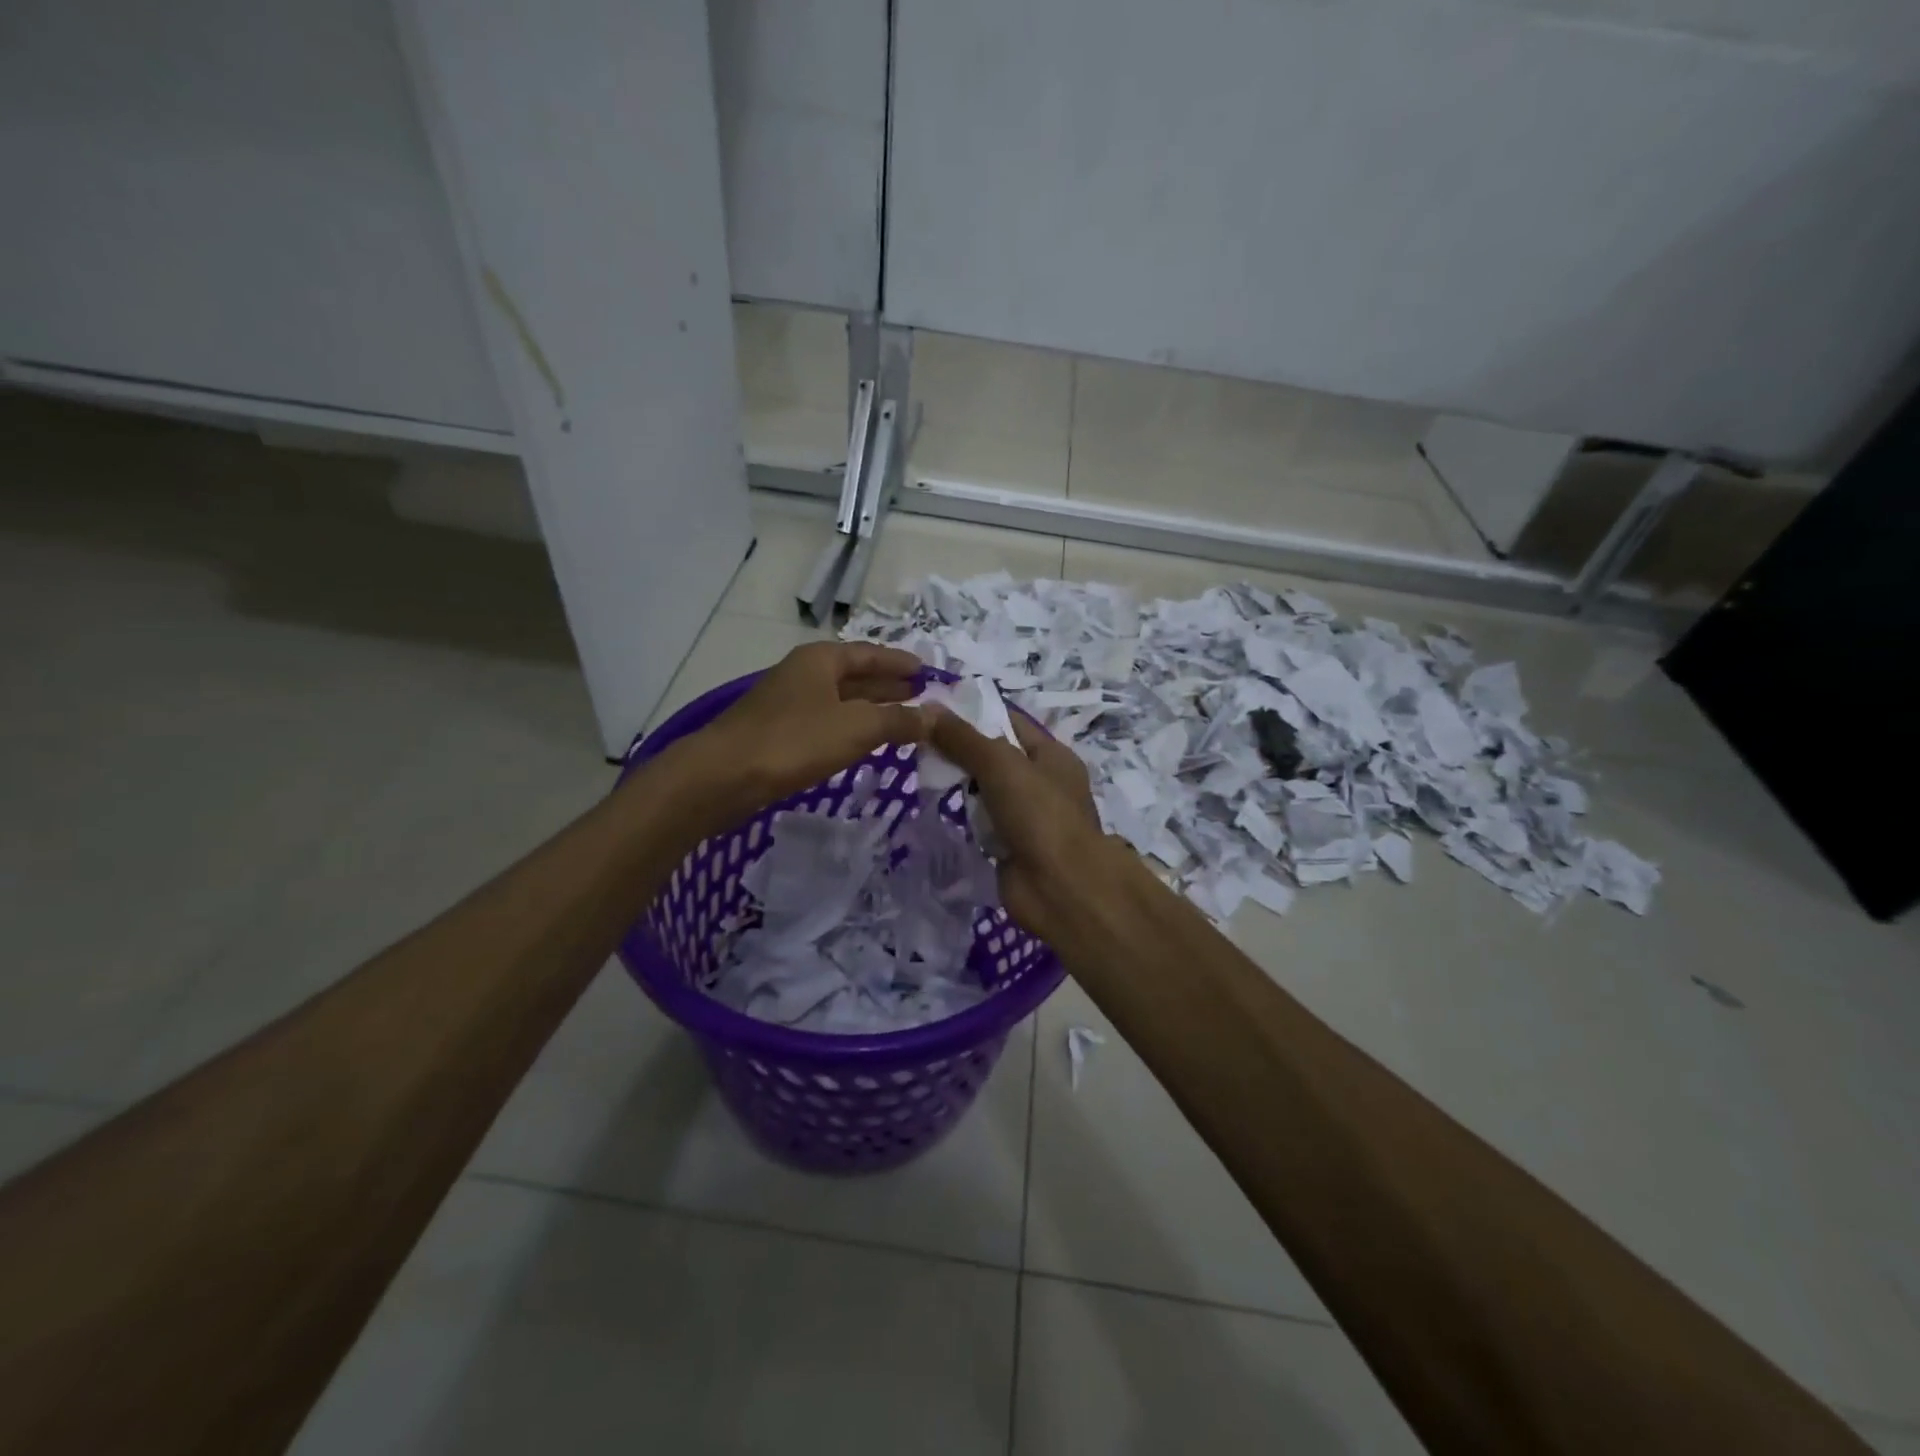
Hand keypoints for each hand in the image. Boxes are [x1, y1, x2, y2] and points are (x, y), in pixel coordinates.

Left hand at [680, 641, 927, 824]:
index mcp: (821, 660)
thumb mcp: (856, 728)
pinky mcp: (778, 733)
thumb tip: (936, 716)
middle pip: (855, 675)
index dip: (900, 663)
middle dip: (888, 685)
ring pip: (840, 701)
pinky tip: (863, 742)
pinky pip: (826, 723)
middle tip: (921, 695)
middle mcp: (804, 674)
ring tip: (901, 719)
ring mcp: (788, 704)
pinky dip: (851, 728)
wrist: (722, 776)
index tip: (927, 672)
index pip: (870, 654)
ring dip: (871, 709)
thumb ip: (899, 721)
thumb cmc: (793, 741)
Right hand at [926, 706, 1145, 951]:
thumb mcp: (1000, 765)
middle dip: (962, 751)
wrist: (1060, 887)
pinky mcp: (1012, 846)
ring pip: (987, 791)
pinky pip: (984, 823)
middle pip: (996, 757)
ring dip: (963, 787)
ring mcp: (1028, 817)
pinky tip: (941, 810)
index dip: (975, 713)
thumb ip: (963, 738)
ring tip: (924, 773)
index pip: (1010, 722)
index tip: (934, 709)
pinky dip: (967, 819)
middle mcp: (1043, 782)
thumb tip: (927, 708)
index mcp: (1052, 755)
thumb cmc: (1039, 814)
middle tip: (919, 742)